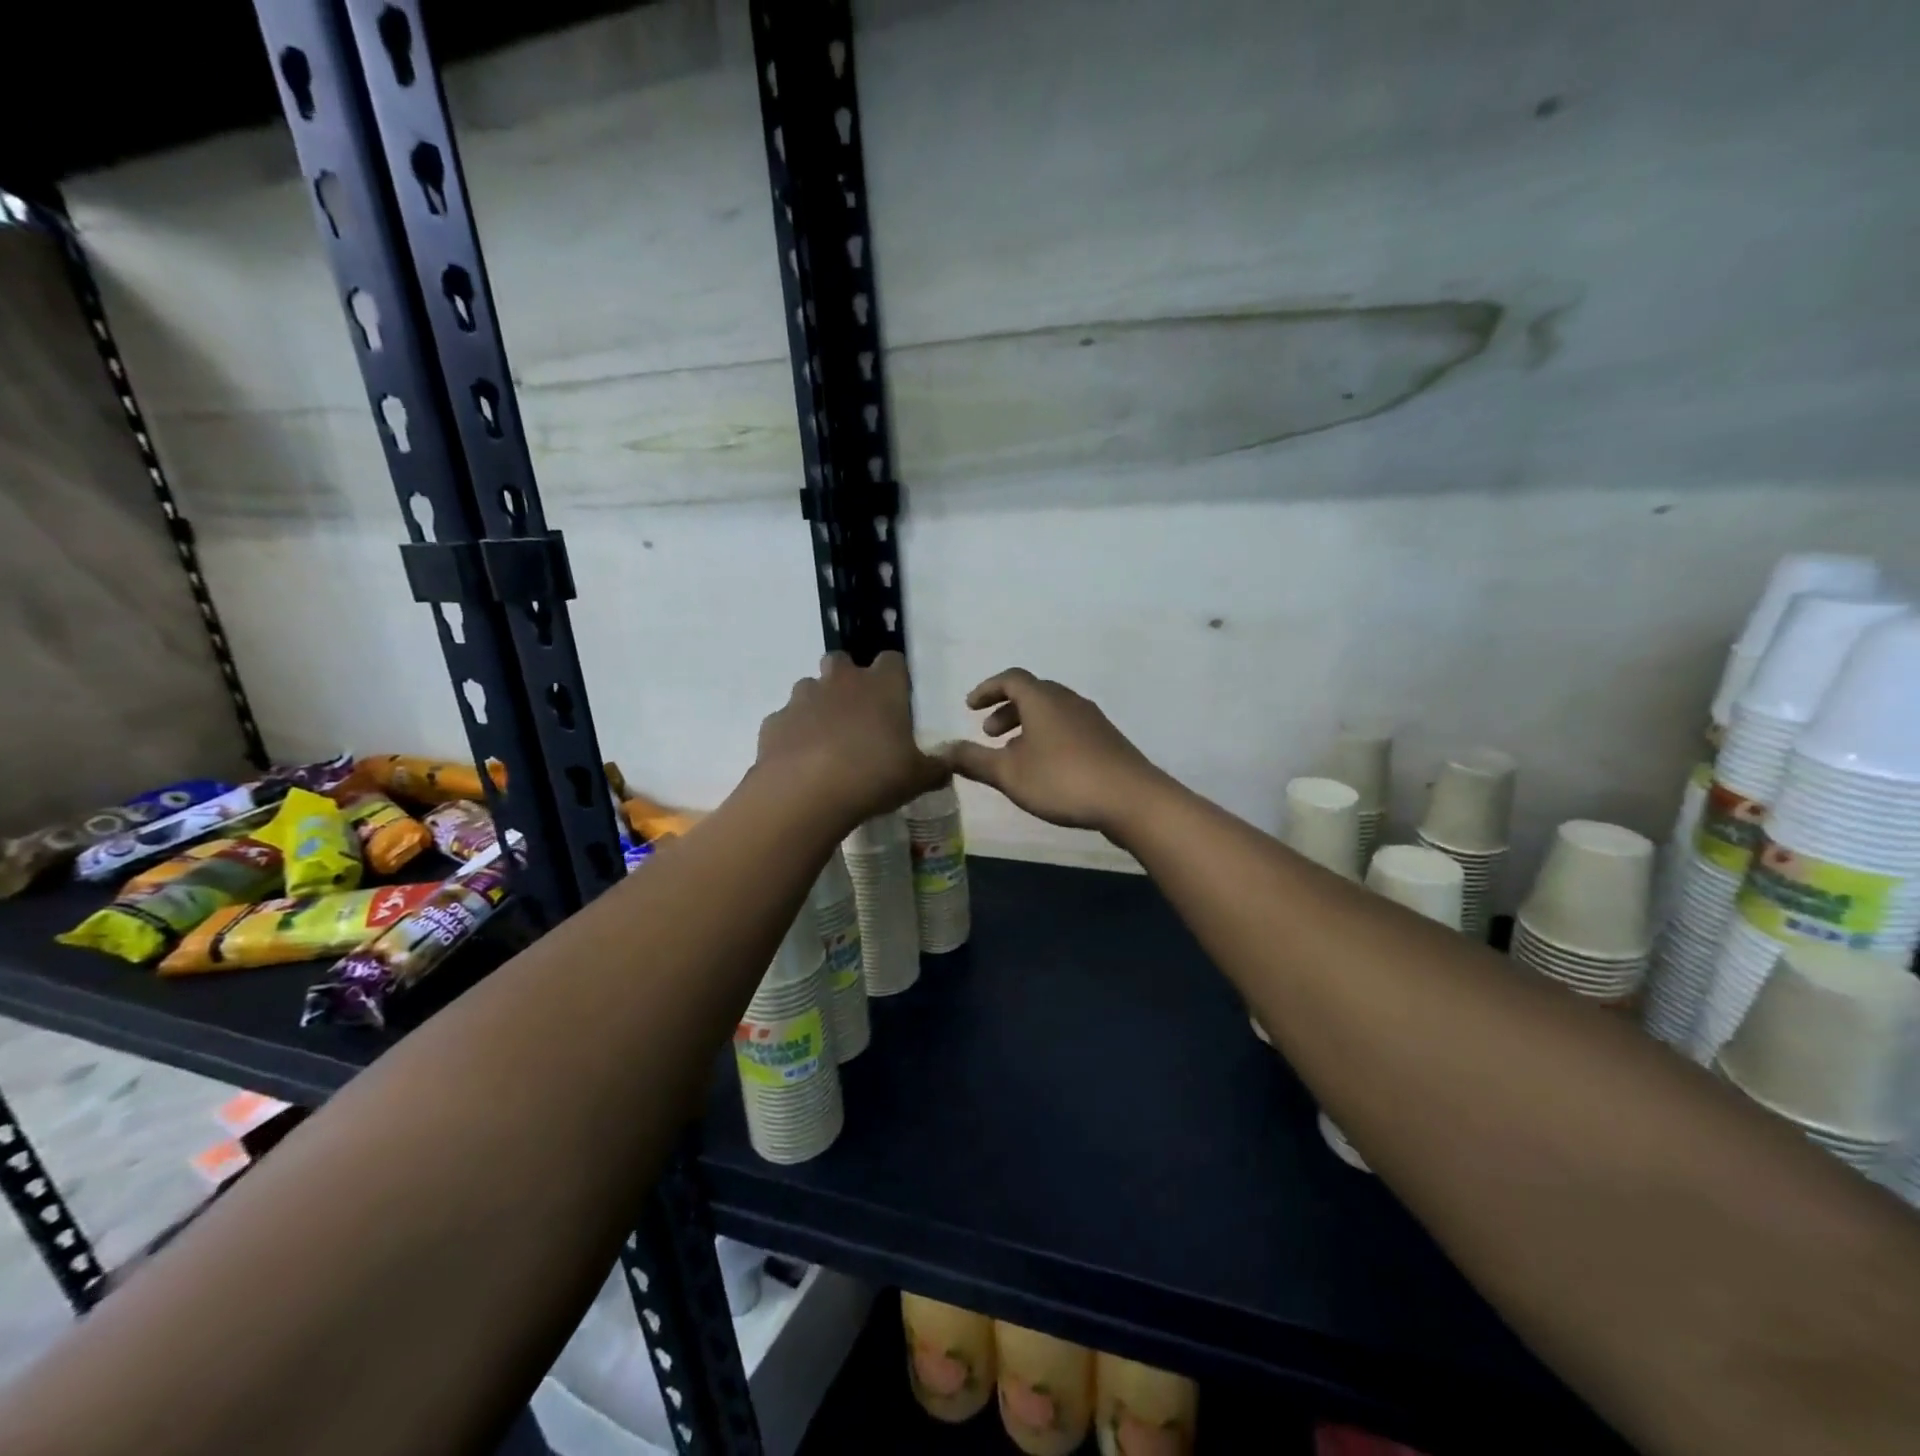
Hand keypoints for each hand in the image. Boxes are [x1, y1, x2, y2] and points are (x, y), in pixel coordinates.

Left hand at [757, 652, 946, 826]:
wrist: (805, 795)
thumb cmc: (873, 777)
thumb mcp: (917, 778)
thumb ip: (936, 767)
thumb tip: (950, 764)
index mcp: (882, 686)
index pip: (892, 660)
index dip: (894, 676)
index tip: (896, 698)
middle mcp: (841, 682)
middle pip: (841, 660)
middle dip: (847, 679)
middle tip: (858, 714)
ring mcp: (802, 699)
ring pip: (809, 687)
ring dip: (818, 704)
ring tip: (826, 739)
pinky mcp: (774, 722)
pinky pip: (786, 720)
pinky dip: (793, 733)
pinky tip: (800, 760)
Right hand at [941, 669, 1163, 834]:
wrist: (1131, 799)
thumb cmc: (1063, 780)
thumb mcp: (1009, 774)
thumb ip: (974, 761)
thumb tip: (941, 750)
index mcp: (1042, 700)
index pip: (1010, 679)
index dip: (987, 689)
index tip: (970, 707)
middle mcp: (1068, 701)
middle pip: (1032, 693)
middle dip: (1006, 710)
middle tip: (989, 735)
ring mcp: (1092, 719)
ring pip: (1052, 712)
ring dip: (1027, 726)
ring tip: (1014, 755)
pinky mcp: (1106, 740)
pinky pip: (1068, 727)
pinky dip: (1048, 736)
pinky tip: (1046, 768)